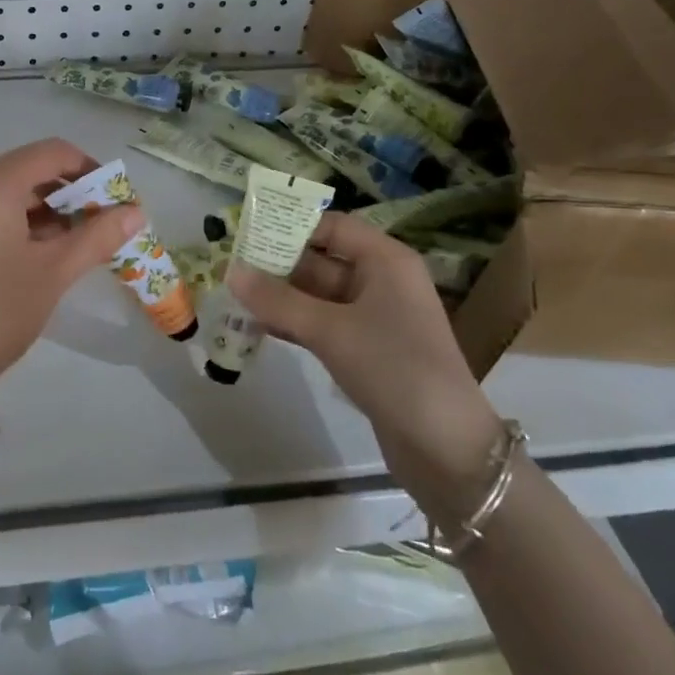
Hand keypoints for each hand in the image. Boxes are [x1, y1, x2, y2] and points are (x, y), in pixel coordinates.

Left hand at [0, 138, 142, 386]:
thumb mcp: (56, 270)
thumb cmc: (0, 307)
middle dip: (73, 191)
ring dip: (52, 208)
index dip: (90, 169)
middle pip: (35, 168)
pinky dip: (27, 220)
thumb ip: (98, 236)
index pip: (55, 153)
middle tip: (102, 223)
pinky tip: (48, 250)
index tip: (114, 200)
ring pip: (17, 190)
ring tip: (80, 241)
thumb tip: (137, 212)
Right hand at [226, 212, 502, 520]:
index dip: (291, 226)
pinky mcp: (366, 349)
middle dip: (277, 263)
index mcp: (385, 261)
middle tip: (229, 266)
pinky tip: (257, 326)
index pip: (332, 227)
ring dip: (280, 296)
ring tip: (233, 295)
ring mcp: (374, 317)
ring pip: (318, 295)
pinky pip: (322, 324)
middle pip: (321, 260)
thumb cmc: (394, 368)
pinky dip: (293, 322)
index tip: (246, 232)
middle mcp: (381, 281)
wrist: (446, 447)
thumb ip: (278, 300)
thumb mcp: (331, 330)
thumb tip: (230, 271)